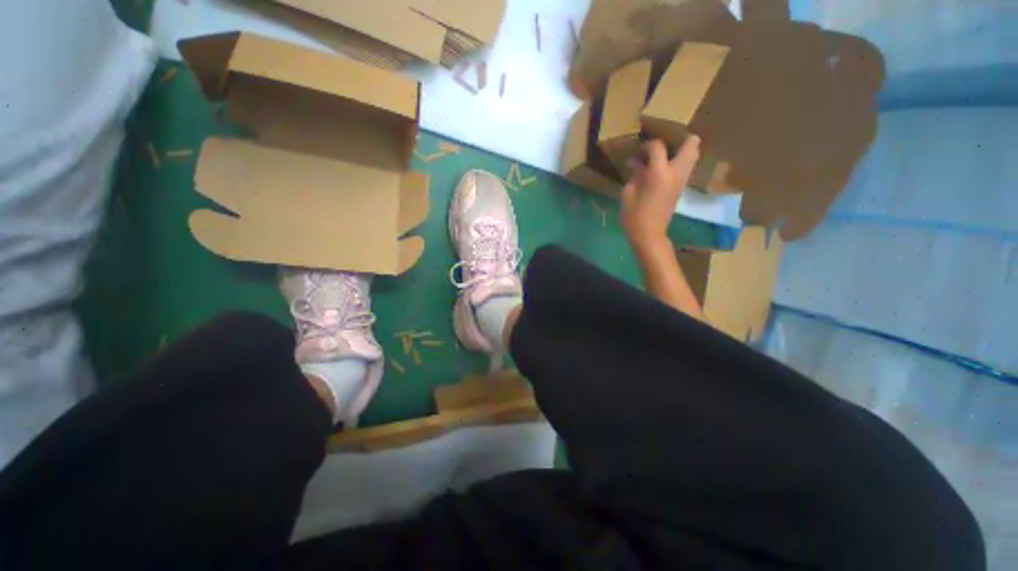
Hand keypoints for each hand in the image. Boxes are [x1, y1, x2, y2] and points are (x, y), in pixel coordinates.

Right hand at [620, 136, 700, 250]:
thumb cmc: (634, 216)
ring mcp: (682, 180)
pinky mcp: (682, 187)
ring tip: (665, 154)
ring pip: (693, 155)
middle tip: (662, 145)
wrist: (649, 234)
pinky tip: (665, 167)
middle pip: (691, 144)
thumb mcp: (628, 193)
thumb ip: (634, 175)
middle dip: (678, 139)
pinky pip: (687, 166)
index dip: (647, 145)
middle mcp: (676, 172)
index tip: (639, 151)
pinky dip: (680, 161)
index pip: (658, 147)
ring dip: (682, 150)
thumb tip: (635, 163)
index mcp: (659, 173)